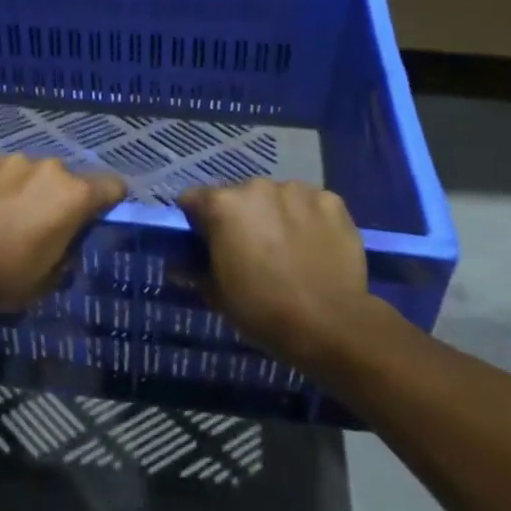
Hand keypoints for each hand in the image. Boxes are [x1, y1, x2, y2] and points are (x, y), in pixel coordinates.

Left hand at [0, 155, 126, 319]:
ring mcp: (14, 161)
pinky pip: (0, 171)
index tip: (97, 215)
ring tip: (6, 216)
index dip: (109, 200)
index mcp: (75, 196)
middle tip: (41, 224)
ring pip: (31, 172)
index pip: (112, 186)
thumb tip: (67, 240)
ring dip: (27, 188)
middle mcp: (50, 168)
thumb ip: (69, 250)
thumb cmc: (6, 277)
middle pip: (67, 179)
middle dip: (59, 197)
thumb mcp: (51, 277)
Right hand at [178, 179, 373, 370]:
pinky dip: (309, 219)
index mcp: (223, 205)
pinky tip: (315, 246)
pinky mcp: (331, 201)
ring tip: (288, 248)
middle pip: (239, 196)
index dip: (196, 221)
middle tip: (250, 250)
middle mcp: (257, 187)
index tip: (205, 243)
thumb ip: (194, 271)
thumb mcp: (217, 295)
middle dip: (241, 217)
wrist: (330, 324)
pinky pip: (311, 204)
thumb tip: (178, 265)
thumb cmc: (263, 310)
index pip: (194, 199)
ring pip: (277, 197)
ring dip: (276, 215)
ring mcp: (297, 190)